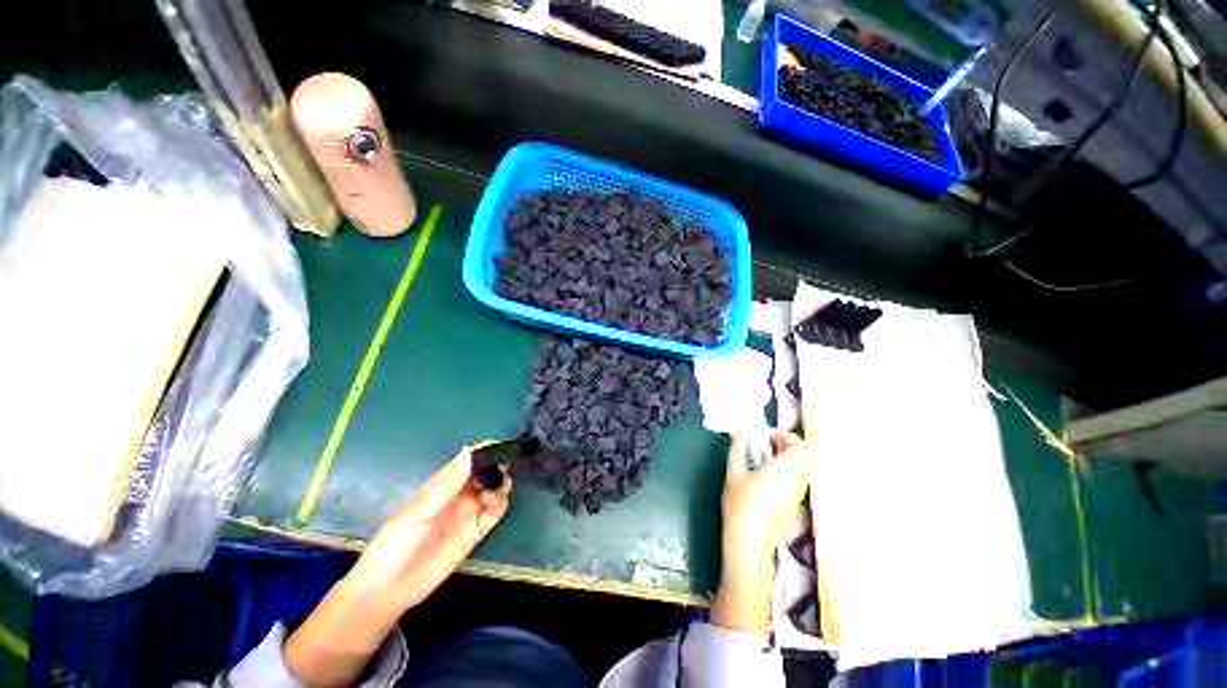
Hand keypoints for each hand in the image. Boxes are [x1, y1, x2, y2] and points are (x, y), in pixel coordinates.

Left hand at [348, 445, 511, 607]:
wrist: (389, 588)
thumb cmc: (396, 543)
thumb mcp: (420, 511)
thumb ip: (447, 484)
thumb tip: (468, 451)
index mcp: (442, 484)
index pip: (467, 461)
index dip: (483, 452)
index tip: (497, 447)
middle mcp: (458, 495)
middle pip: (485, 474)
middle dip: (496, 469)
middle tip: (500, 473)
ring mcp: (468, 513)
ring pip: (494, 490)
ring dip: (500, 486)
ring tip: (493, 494)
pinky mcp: (475, 532)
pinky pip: (494, 513)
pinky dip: (500, 505)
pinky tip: (495, 506)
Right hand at [711, 431, 810, 634]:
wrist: (749, 542)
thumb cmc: (740, 505)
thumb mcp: (734, 473)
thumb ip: (737, 449)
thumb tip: (738, 434)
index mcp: (786, 470)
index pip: (800, 445)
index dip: (785, 435)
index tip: (766, 435)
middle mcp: (797, 480)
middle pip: (804, 455)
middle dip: (787, 444)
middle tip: (765, 443)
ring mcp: (797, 494)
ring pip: (802, 467)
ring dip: (787, 457)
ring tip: (763, 457)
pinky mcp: (793, 503)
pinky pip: (797, 478)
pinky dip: (786, 470)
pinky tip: (765, 474)